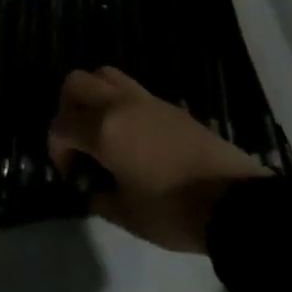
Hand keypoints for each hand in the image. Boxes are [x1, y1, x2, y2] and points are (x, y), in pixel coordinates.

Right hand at [48, 66, 267, 252]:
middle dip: (67, 108)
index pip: (61, 125)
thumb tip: (93, 188)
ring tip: (101, 129)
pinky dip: (120, 104)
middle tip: (77, 139)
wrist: (234, 203)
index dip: (57, 149)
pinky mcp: (169, 105)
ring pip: (105, 75)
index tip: (70, 174)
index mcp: (103, 129)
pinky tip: (131, 136)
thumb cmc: (173, 211)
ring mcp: (146, 100)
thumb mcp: (127, 215)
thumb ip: (100, 198)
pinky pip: (131, 90)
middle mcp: (119, 105)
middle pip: (77, 83)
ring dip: (93, 96)